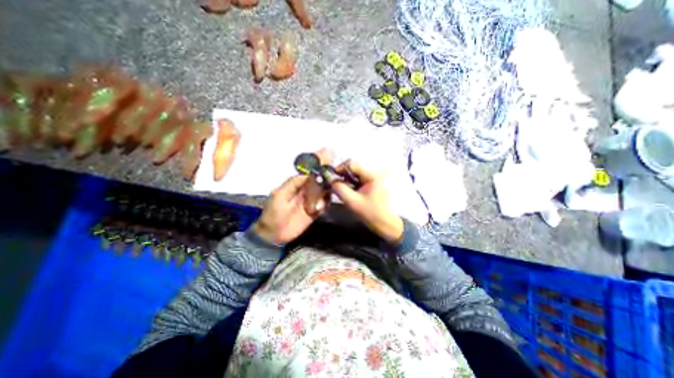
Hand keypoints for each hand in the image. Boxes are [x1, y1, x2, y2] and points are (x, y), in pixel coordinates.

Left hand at [252, 149, 331, 242]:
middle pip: (318, 178)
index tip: (324, 152)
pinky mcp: (315, 211)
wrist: (274, 234)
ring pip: (323, 189)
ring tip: (335, 175)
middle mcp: (305, 190)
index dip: (316, 162)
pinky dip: (328, 199)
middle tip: (333, 157)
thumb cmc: (273, 214)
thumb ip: (293, 184)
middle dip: (325, 168)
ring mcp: (311, 200)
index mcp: (295, 185)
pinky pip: (324, 203)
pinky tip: (330, 195)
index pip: (308, 171)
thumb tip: (306, 173)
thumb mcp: (279, 196)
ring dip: (329, 182)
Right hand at [331, 160, 401, 242]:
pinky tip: (350, 193)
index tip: (332, 177)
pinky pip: (359, 179)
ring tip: (343, 191)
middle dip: (343, 176)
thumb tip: (330, 180)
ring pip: (355, 174)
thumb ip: (340, 189)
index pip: (352, 164)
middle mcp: (374, 173)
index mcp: (372, 175)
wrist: (386, 223)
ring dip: (347, 180)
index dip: (340, 168)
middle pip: (354, 168)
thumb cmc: (371, 213)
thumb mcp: (353, 202)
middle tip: (336, 186)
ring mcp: (374, 178)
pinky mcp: (373, 184)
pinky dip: (352, 184)